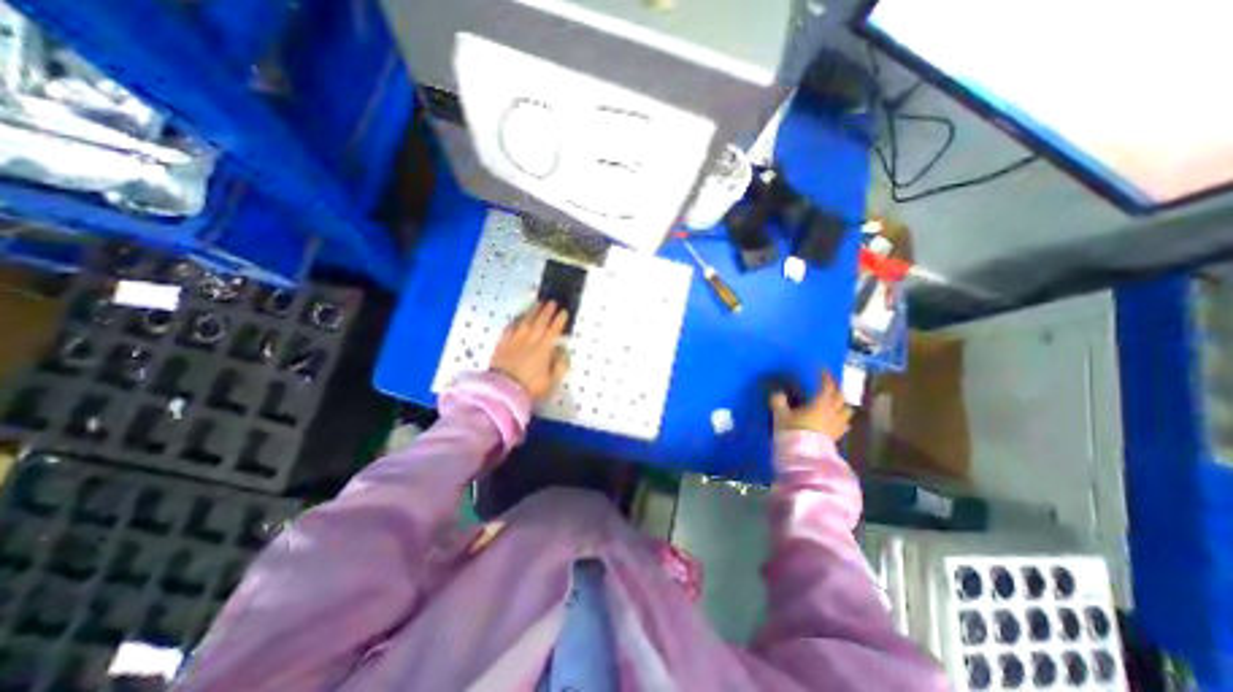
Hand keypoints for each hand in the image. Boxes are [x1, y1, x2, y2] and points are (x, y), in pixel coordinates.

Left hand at [489, 301, 571, 403]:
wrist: (503, 391)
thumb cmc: (530, 388)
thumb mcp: (551, 381)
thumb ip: (559, 365)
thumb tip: (563, 351)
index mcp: (544, 350)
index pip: (554, 331)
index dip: (559, 321)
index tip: (564, 312)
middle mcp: (530, 341)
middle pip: (540, 322)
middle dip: (547, 311)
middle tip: (552, 302)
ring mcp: (515, 341)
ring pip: (525, 321)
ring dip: (532, 311)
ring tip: (538, 303)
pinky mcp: (502, 343)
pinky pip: (510, 327)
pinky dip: (516, 320)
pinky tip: (519, 316)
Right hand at [768, 370, 853, 439]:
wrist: (804, 455)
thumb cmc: (793, 431)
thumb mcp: (781, 415)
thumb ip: (779, 402)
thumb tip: (777, 394)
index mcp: (821, 403)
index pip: (827, 386)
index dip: (825, 377)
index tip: (821, 369)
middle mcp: (833, 412)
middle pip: (840, 396)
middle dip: (836, 387)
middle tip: (830, 383)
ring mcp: (837, 425)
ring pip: (846, 410)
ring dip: (842, 404)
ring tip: (836, 402)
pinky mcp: (836, 436)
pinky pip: (844, 425)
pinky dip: (842, 419)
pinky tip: (838, 421)